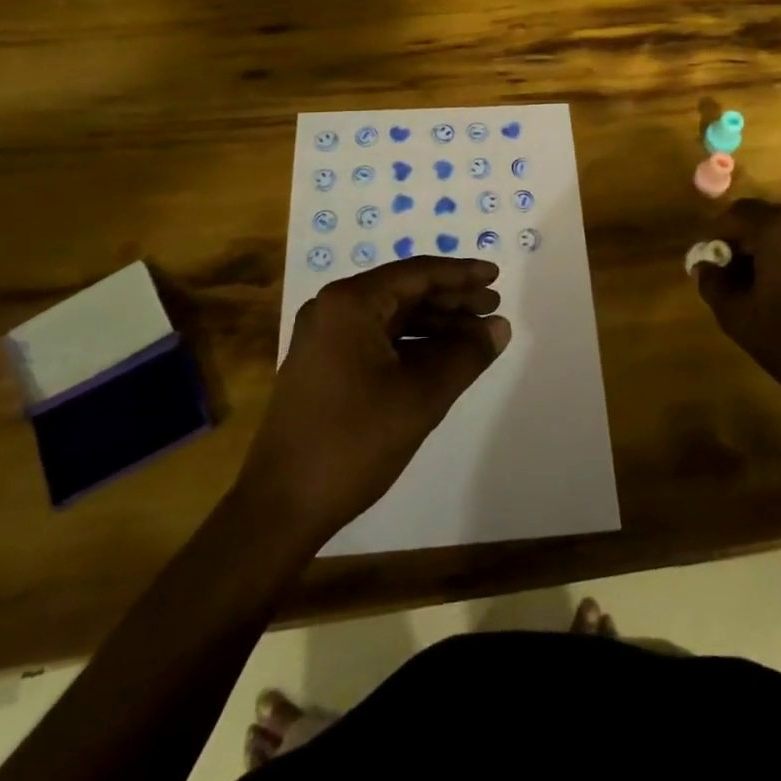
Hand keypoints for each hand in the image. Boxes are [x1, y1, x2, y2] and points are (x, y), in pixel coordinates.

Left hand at [240, 257, 510, 546]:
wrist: (281, 507)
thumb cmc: (353, 441)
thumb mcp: (420, 396)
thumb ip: (465, 355)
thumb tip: (499, 327)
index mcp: (350, 303)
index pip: (417, 273)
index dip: (461, 275)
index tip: (495, 276)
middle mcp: (333, 309)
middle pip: (404, 292)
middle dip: (451, 300)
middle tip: (494, 307)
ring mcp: (325, 338)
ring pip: (392, 318)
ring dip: (435, 325)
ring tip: (477, 336)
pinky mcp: (324, 366)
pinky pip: (378, 340)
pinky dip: (413, 346)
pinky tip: (442, 359)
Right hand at [695, 199, 780, 407]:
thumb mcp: (738, 316)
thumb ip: (713, 283)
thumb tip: (705, 265)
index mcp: (778, 228)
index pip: (736, 214)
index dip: (716, 235)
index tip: (710, 263)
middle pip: (765, 220)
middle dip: (744, 242)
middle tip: (733, 276)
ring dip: (771, 251)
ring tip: (763, 289)